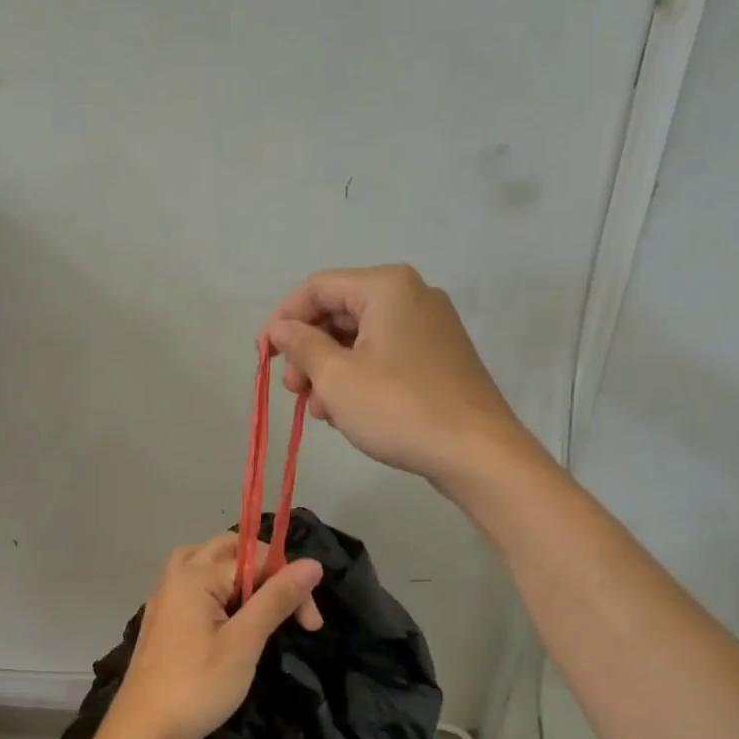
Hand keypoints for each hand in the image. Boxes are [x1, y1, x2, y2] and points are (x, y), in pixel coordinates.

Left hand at [102, 534, 322, 738]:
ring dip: (237, 574)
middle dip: (265, 569)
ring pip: (205, 563)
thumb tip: (312, 563)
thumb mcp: (244, 643)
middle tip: (289, 606)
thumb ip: (276, 599)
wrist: (143, 733)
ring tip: (259, 602)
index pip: (257, 557)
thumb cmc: (197, 687)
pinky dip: (217, 589)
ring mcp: (164, 598)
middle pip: (227, 549)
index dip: (290, 583)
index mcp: (196, 575)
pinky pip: (192, 585)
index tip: (311, 624)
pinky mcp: (161, 620)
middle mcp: (177, 577)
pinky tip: (228, 618)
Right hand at [265, 265, 530, 488]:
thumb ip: (302, 346)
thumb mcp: (337, 378)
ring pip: (361, 339)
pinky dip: (359, 378)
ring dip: (330, 371)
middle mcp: (412, 296)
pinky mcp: (439, 358)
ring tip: (320, 412)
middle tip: (294, 392)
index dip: (282, 320)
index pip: (317, 288)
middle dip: (308, 352)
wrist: (476, 452)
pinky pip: (385, 356)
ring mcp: (431, 327)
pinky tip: (348, 413)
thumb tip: (281, 329)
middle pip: (340, 313)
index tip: (263, 358)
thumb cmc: (398, 408)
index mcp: (386, 287)